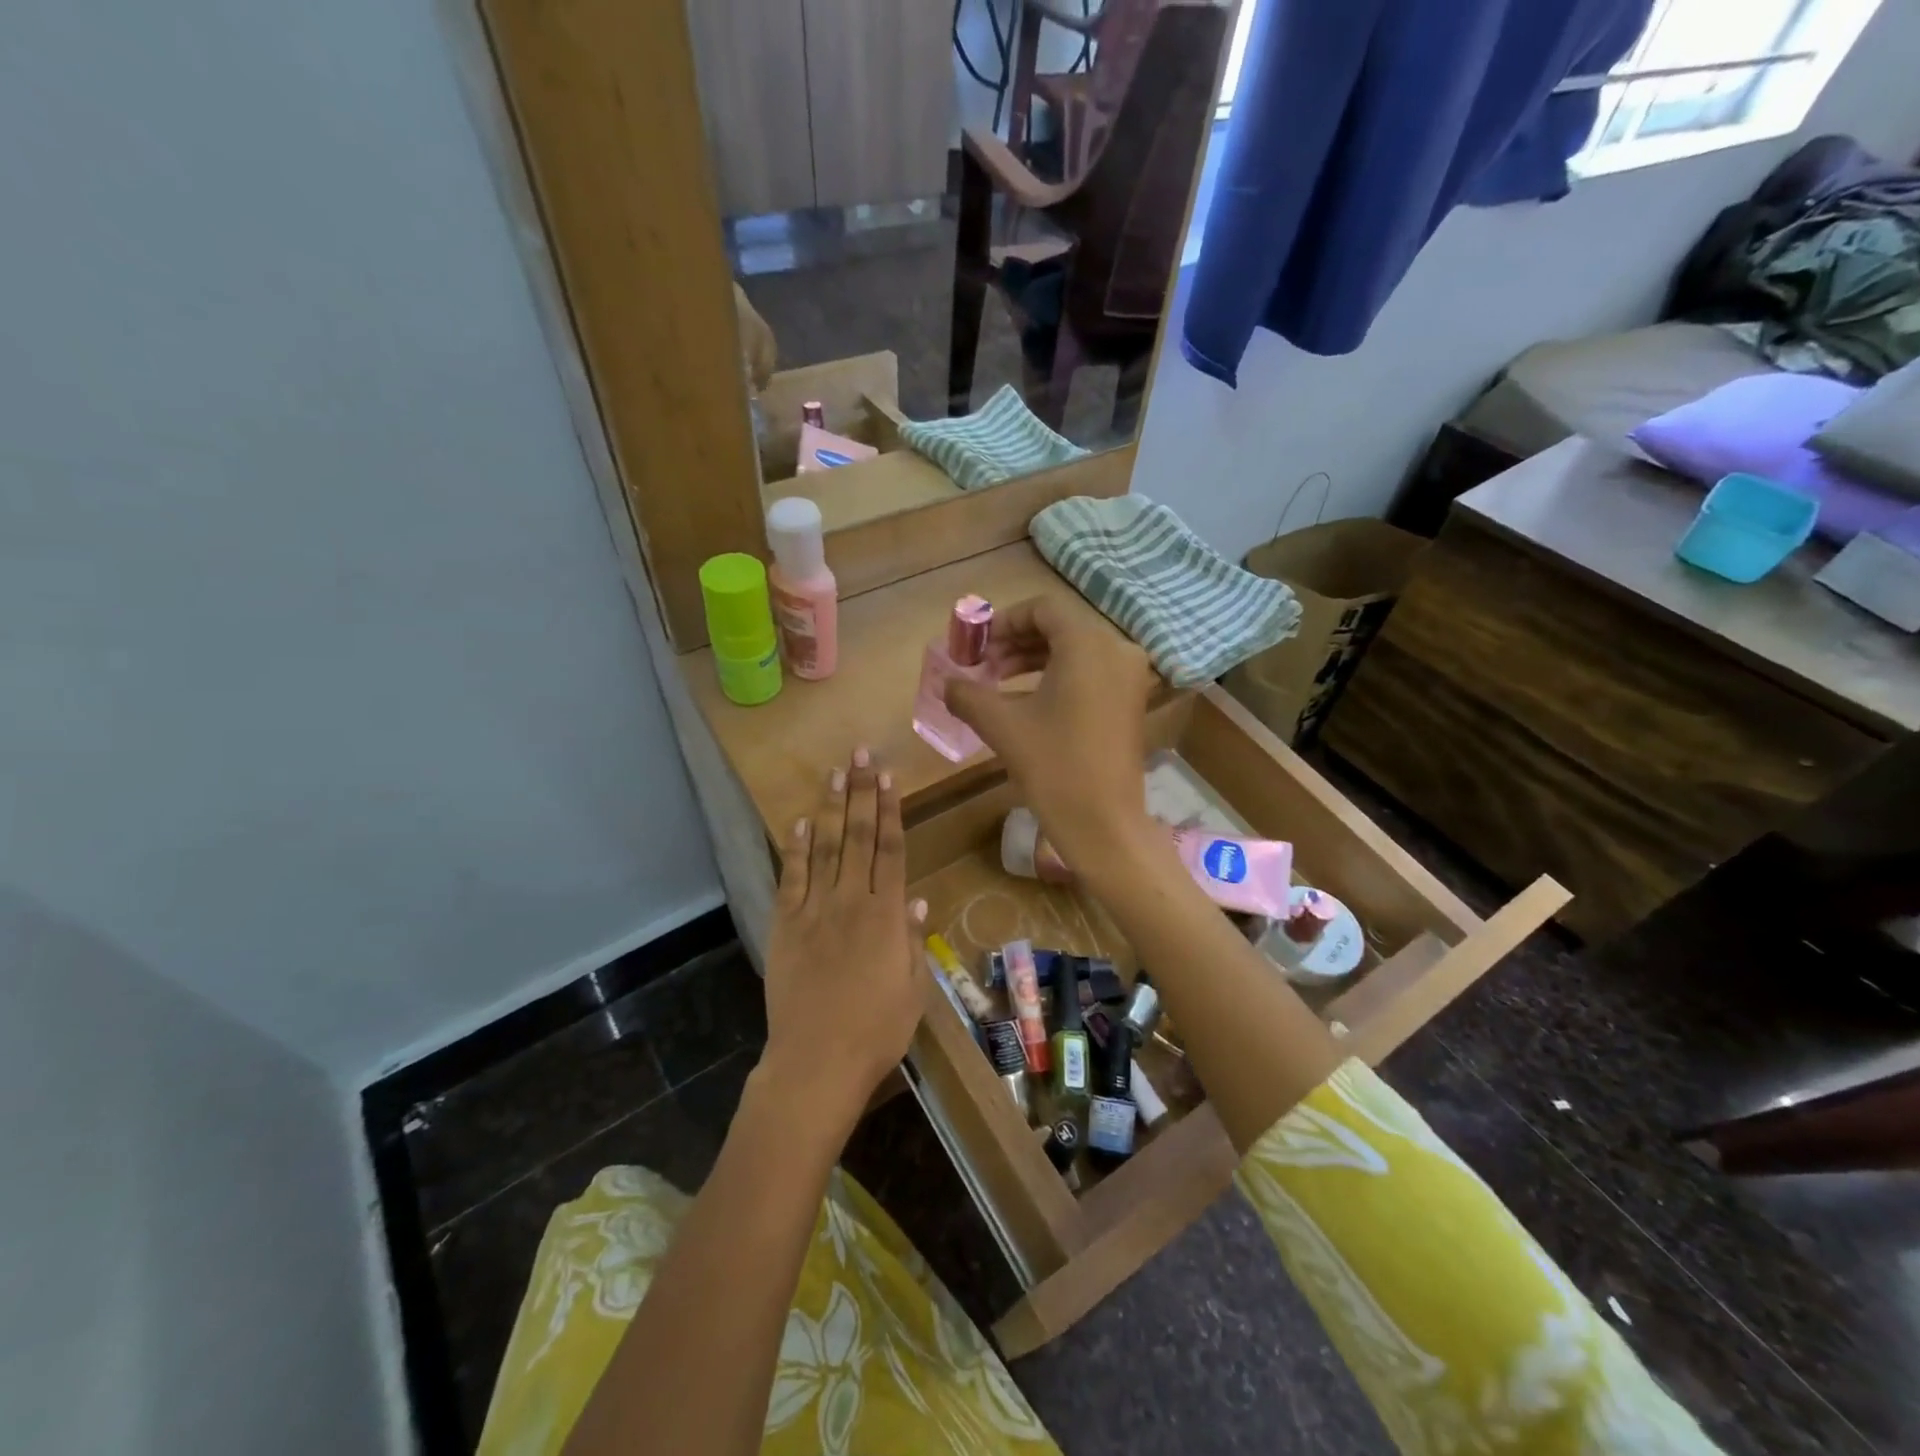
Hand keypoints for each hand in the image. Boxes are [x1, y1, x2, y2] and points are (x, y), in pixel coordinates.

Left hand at [759, 748, 927, 1133]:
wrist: (816, 1062)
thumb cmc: (875, 1031)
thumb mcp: (912, 991)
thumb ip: (913, 943)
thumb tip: (917, 902)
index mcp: (886, 916)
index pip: (891, 850)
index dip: (890, 810)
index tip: (888, 777)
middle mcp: (851, 902)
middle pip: (859, 837)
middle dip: (861, 792)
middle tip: (860, 754)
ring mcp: (814, 911)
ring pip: (826, 848)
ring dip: (831, 807)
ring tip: (834, 772)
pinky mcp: (786, 925)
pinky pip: (791, 878)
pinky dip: (796, 848)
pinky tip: (801, 822)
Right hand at [943, 595, 1162, 888]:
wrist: (1103, 822)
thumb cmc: (1053, 766)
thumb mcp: (1002, 725)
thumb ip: (968, 695)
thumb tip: (946, 684)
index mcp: (1089, 645)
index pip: (1043, 609)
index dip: (1004, 621)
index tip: (977, 645)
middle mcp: (1117, 650)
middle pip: (1061, 628)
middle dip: (1016, 643)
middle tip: (983, 666)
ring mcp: (1130, 677)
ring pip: (1076, 651)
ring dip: (1034, 660)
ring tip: (998, 683)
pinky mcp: (1131, 702)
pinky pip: (1091, 673)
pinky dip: (1058, 677)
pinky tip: (1028, 701)